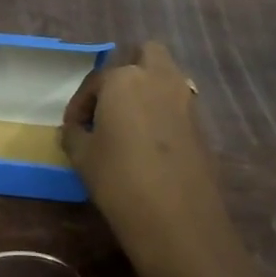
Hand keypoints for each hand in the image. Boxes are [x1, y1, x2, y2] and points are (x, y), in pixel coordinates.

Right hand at [63, 41, 245, 276]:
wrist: (179, 223)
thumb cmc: (120, 180)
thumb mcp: (83, 156)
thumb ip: (75, 134)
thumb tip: (76, 129)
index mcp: (124, 79)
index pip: (95, 81)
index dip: (80, 104)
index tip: (73, 128)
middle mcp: (158, 80)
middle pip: (147, 53)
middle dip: (129, 68)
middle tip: (111, 101)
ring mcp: (185, 101)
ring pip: (167, 77)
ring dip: (149, 89)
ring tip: (128, 122)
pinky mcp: (201, 126)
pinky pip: (178, 105)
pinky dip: (164, 113)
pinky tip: (149, 143)